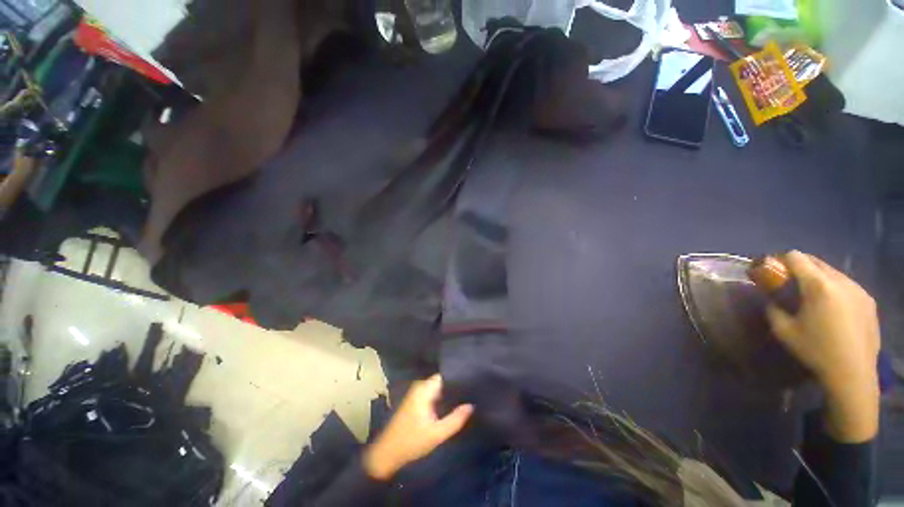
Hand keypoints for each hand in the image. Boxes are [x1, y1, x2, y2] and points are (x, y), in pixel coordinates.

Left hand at [363, 375, 472, 480]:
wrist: (387, 454)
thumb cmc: (411, 441)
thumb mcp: (436, 434)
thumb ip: (455, 420)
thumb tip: (471, 405)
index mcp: (424, 389)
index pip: (445, 375)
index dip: (458, 378)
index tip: (471, 382)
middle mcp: (420, 387)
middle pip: (442, 381)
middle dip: (455, 387)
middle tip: (470, 393)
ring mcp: (416, 394)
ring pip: (437, 388)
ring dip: (448, 393)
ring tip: (465, 398)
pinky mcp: (415, 401)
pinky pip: (432, 394)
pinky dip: (441, 399)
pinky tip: (451, 406)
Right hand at [766, 251, 879, 442]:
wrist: (853, 374)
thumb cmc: (815, 351)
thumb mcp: (783, 331)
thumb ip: (773, 309)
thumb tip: (771, 299)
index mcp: (819, 286)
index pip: (796, 257)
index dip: (781, 260)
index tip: (774, 272)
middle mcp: (841, 281)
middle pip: (816, 261)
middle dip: (800, 267)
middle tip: (790, 284)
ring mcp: (859, 290)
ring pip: (833, 272)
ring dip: (818, 278)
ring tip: (812, 298)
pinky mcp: (869, 300)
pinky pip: (847, 285)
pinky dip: (834, 289)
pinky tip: (832, 309)